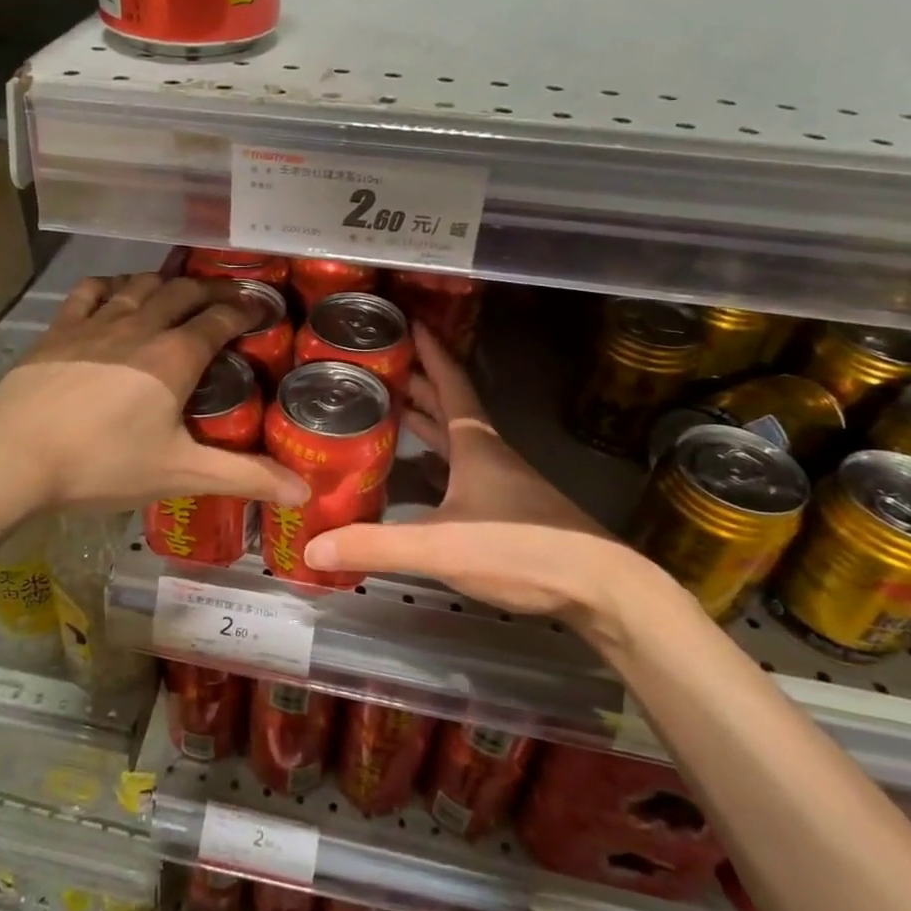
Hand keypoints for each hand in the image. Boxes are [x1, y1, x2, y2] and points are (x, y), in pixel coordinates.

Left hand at [0, 272, 310, 511]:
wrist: (15, 456)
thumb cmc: (103, 464)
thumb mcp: (180, 473)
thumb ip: (244, 478)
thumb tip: (304, 493)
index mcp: (175, 357)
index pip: (220, 320)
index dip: (247, 311)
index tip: (264, 309)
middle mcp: (141, 326)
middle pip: (184, 293)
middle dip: (214, 290)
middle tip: (232, 297)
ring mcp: (96, 323)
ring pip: (141, 285)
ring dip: (168, 282)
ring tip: (182, 288)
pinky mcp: (60, 329)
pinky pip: (91, 291)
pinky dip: (113, 284)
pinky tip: (118, 291)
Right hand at [303, 325, 664, 637]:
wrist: (598, 588)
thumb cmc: (520, 548)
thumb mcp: (441, 545)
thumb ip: (376, 545)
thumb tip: (312, 547)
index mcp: (475, 444)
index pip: (450, 383)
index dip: (429, 352)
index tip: (409, 323)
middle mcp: (488, 454)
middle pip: (448, 406)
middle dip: (416, 383)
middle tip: (378, 368)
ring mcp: (501, 482)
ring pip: (455, 438)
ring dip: (425, 420)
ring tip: (389, 409)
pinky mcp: (507, 510)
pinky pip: (460, 469)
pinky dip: (436, 460)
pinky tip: (418, 475)